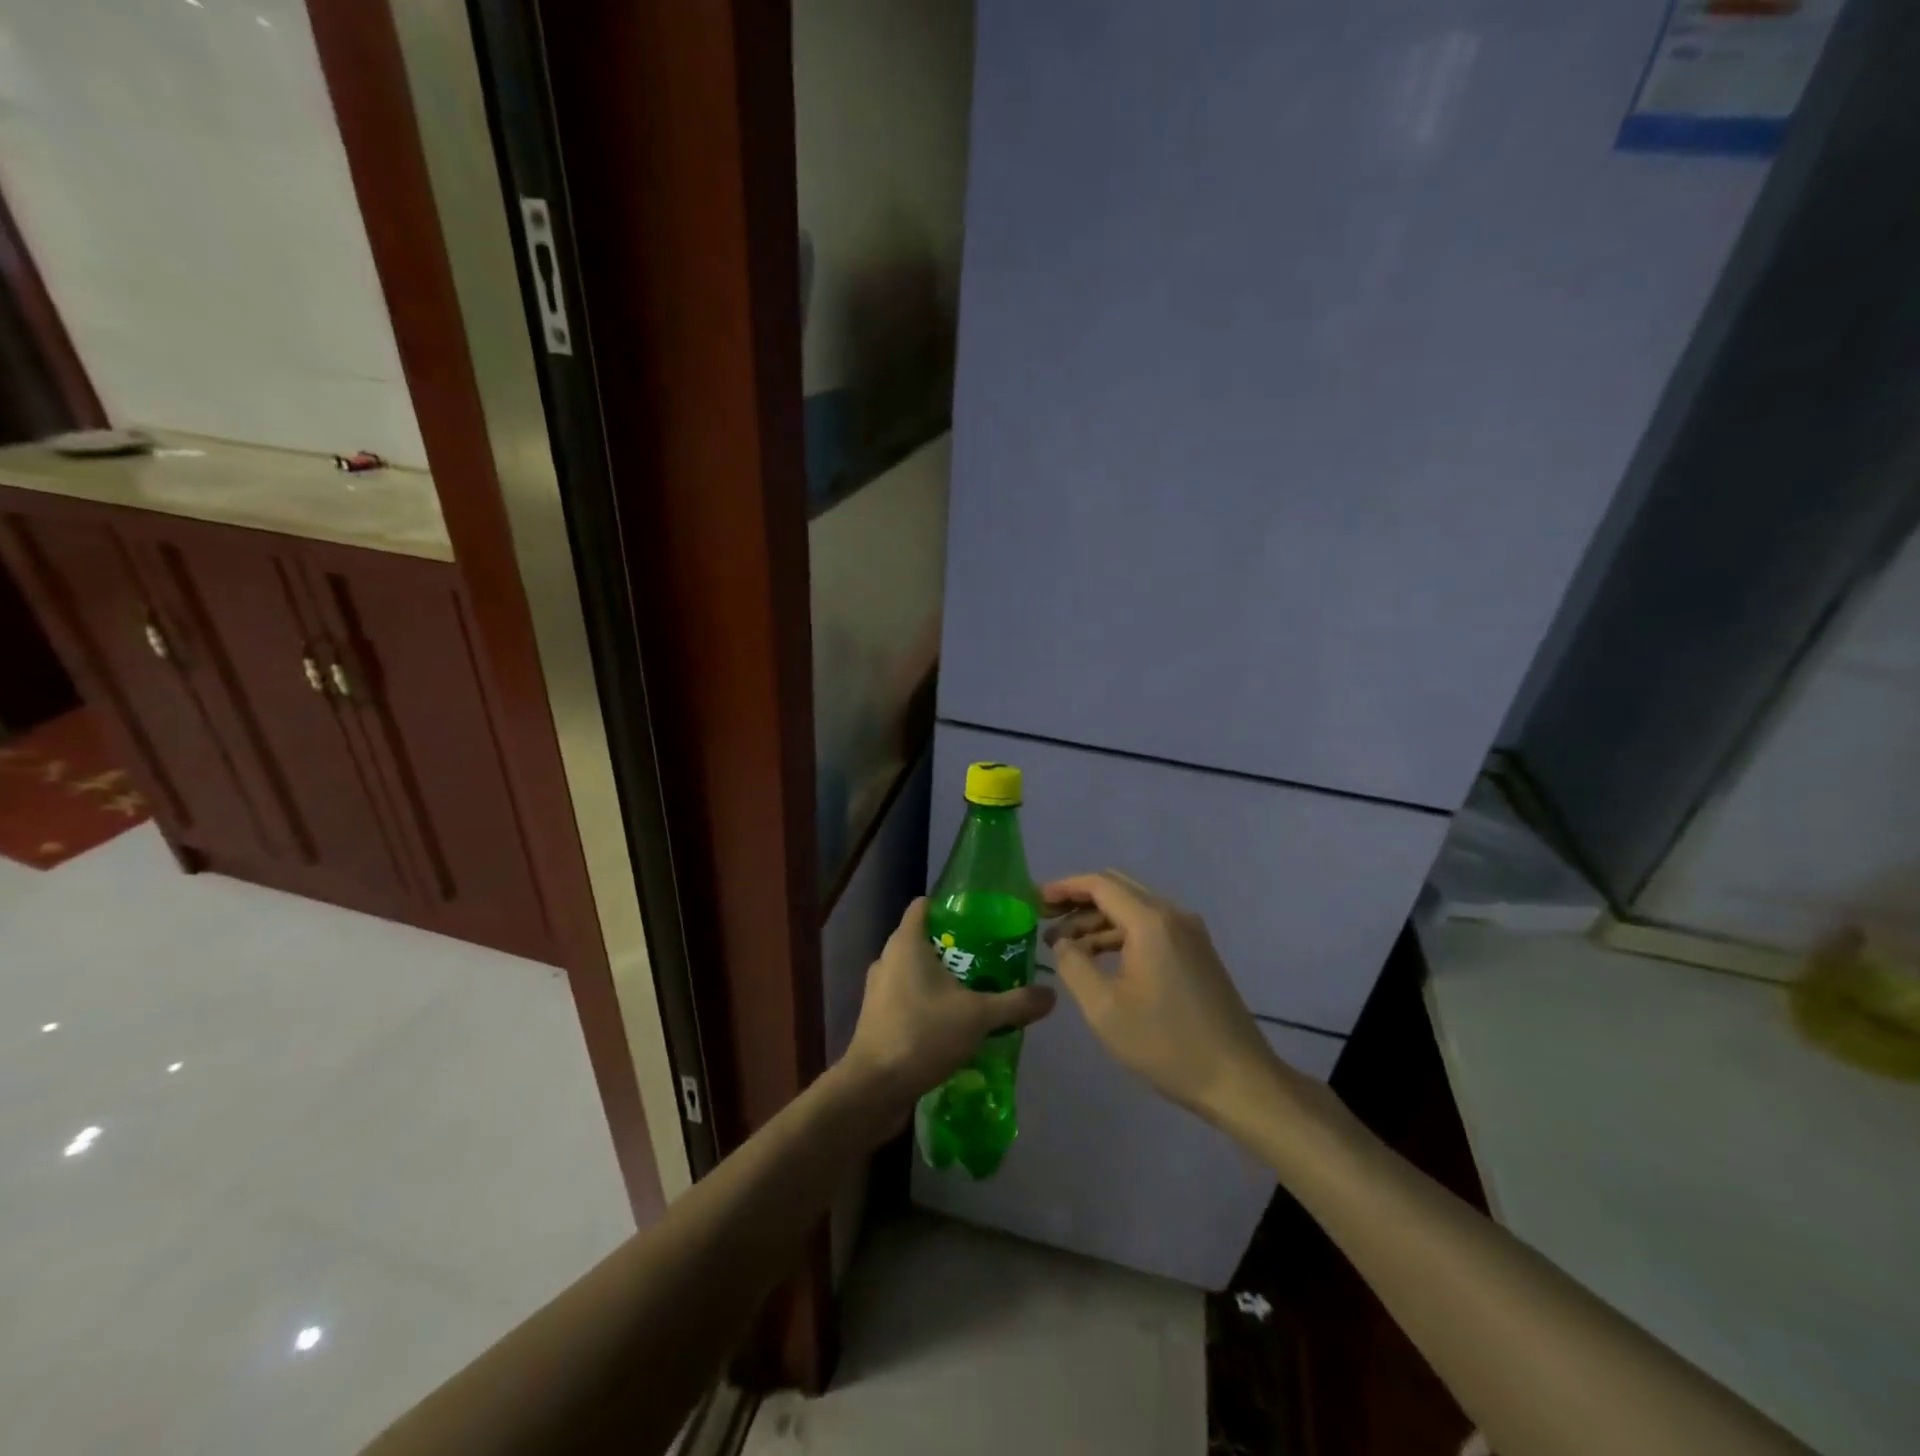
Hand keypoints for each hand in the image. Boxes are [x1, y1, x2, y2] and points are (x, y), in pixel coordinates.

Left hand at [842, 898, 1055, 1109]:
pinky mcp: (877, 1017)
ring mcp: (878, 989)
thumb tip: (1051, 994)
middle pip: (923, 938)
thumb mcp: (978, 1017)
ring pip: (914, 970)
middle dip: (954, 945)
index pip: (924, 905)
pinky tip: (953, 1021)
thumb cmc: (923, 1034)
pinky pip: (906, 996)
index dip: (950, 906)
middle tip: (989, 956)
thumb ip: (1016, 1003)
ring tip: (976, 989)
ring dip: (941, 977)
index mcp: (906, 943)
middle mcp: (887, 958)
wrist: (874, 1088)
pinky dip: (927, 1001)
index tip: (981, 917)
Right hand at [1044, 870, 1279, 1118]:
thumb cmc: (1167, 1044)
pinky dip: (1120, 934)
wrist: (1239, 1080)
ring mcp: (1190, 933)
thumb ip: (1074, 966)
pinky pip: (1150, 927)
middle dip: (1078, 900)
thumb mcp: (1104, 1009)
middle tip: (1045, 918)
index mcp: (1151, 922)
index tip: (1034, 900)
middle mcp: (1173, 915)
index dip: (1064, 888)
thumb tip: (1063, 943)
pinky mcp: (1197, 952)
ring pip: (1134, 908)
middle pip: (1117, 889)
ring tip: (1065, 947)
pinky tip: (1099, 959)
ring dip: (1098, 920)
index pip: (1100, 885)